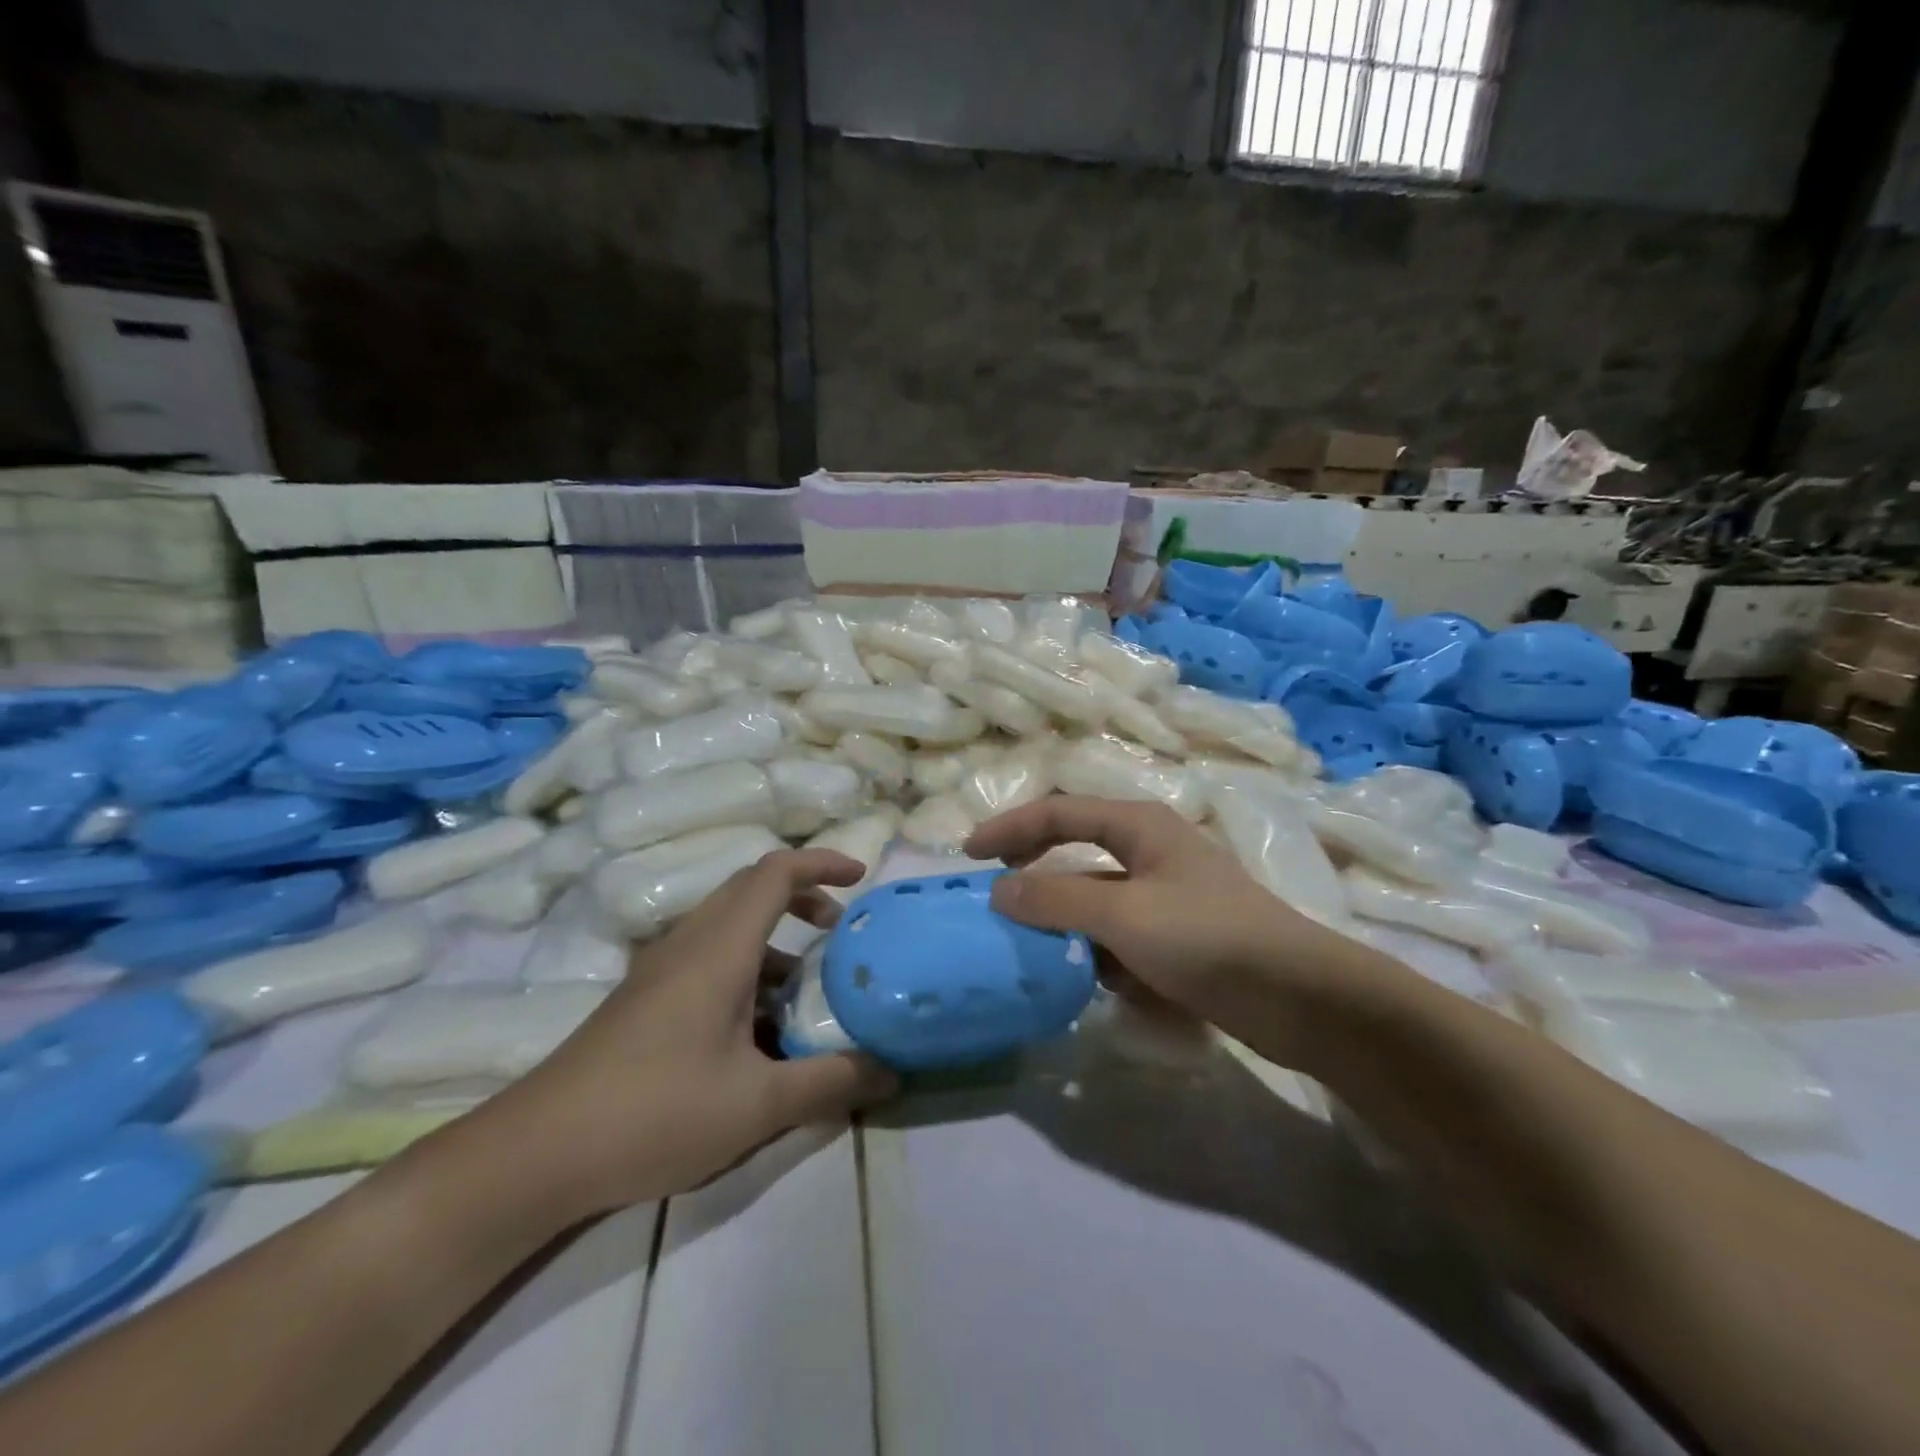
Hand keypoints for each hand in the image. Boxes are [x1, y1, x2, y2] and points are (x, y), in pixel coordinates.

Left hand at [477, 848, 897, 1220]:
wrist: (537, 1153)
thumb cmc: (656, 1112)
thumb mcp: (759, 1104)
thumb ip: (831, 1082)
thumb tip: (893, 1069)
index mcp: (719, 948)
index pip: (775, 873)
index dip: (821, 862)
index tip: (861, 877)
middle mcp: (689, 943)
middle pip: (751, 890)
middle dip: (803, 898)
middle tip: (841, 930)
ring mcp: (661, 970)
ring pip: (729, 927)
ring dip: (775, 940)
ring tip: (807, 987)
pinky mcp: (645, 999)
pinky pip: (708, 959)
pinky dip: (746, 969)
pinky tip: (757, 1032)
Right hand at [966, 797, 1370, 1058]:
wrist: (1301, 999)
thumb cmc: (1208, 938)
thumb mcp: (1123, 915)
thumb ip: (1056, 900)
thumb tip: (998, 892)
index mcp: (1140, 827)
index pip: (1059, 812)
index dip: (1011, 827)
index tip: (970, 855)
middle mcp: (1151, 853)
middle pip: (1075, 854)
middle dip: (1035, 876)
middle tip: (994, 902)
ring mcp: (1166, 897)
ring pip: (1096, 902)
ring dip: (1064, 924)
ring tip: (1031, 952)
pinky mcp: (1178, 939)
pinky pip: (1120, 938)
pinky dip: (1098, 954)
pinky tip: (1090, 983)